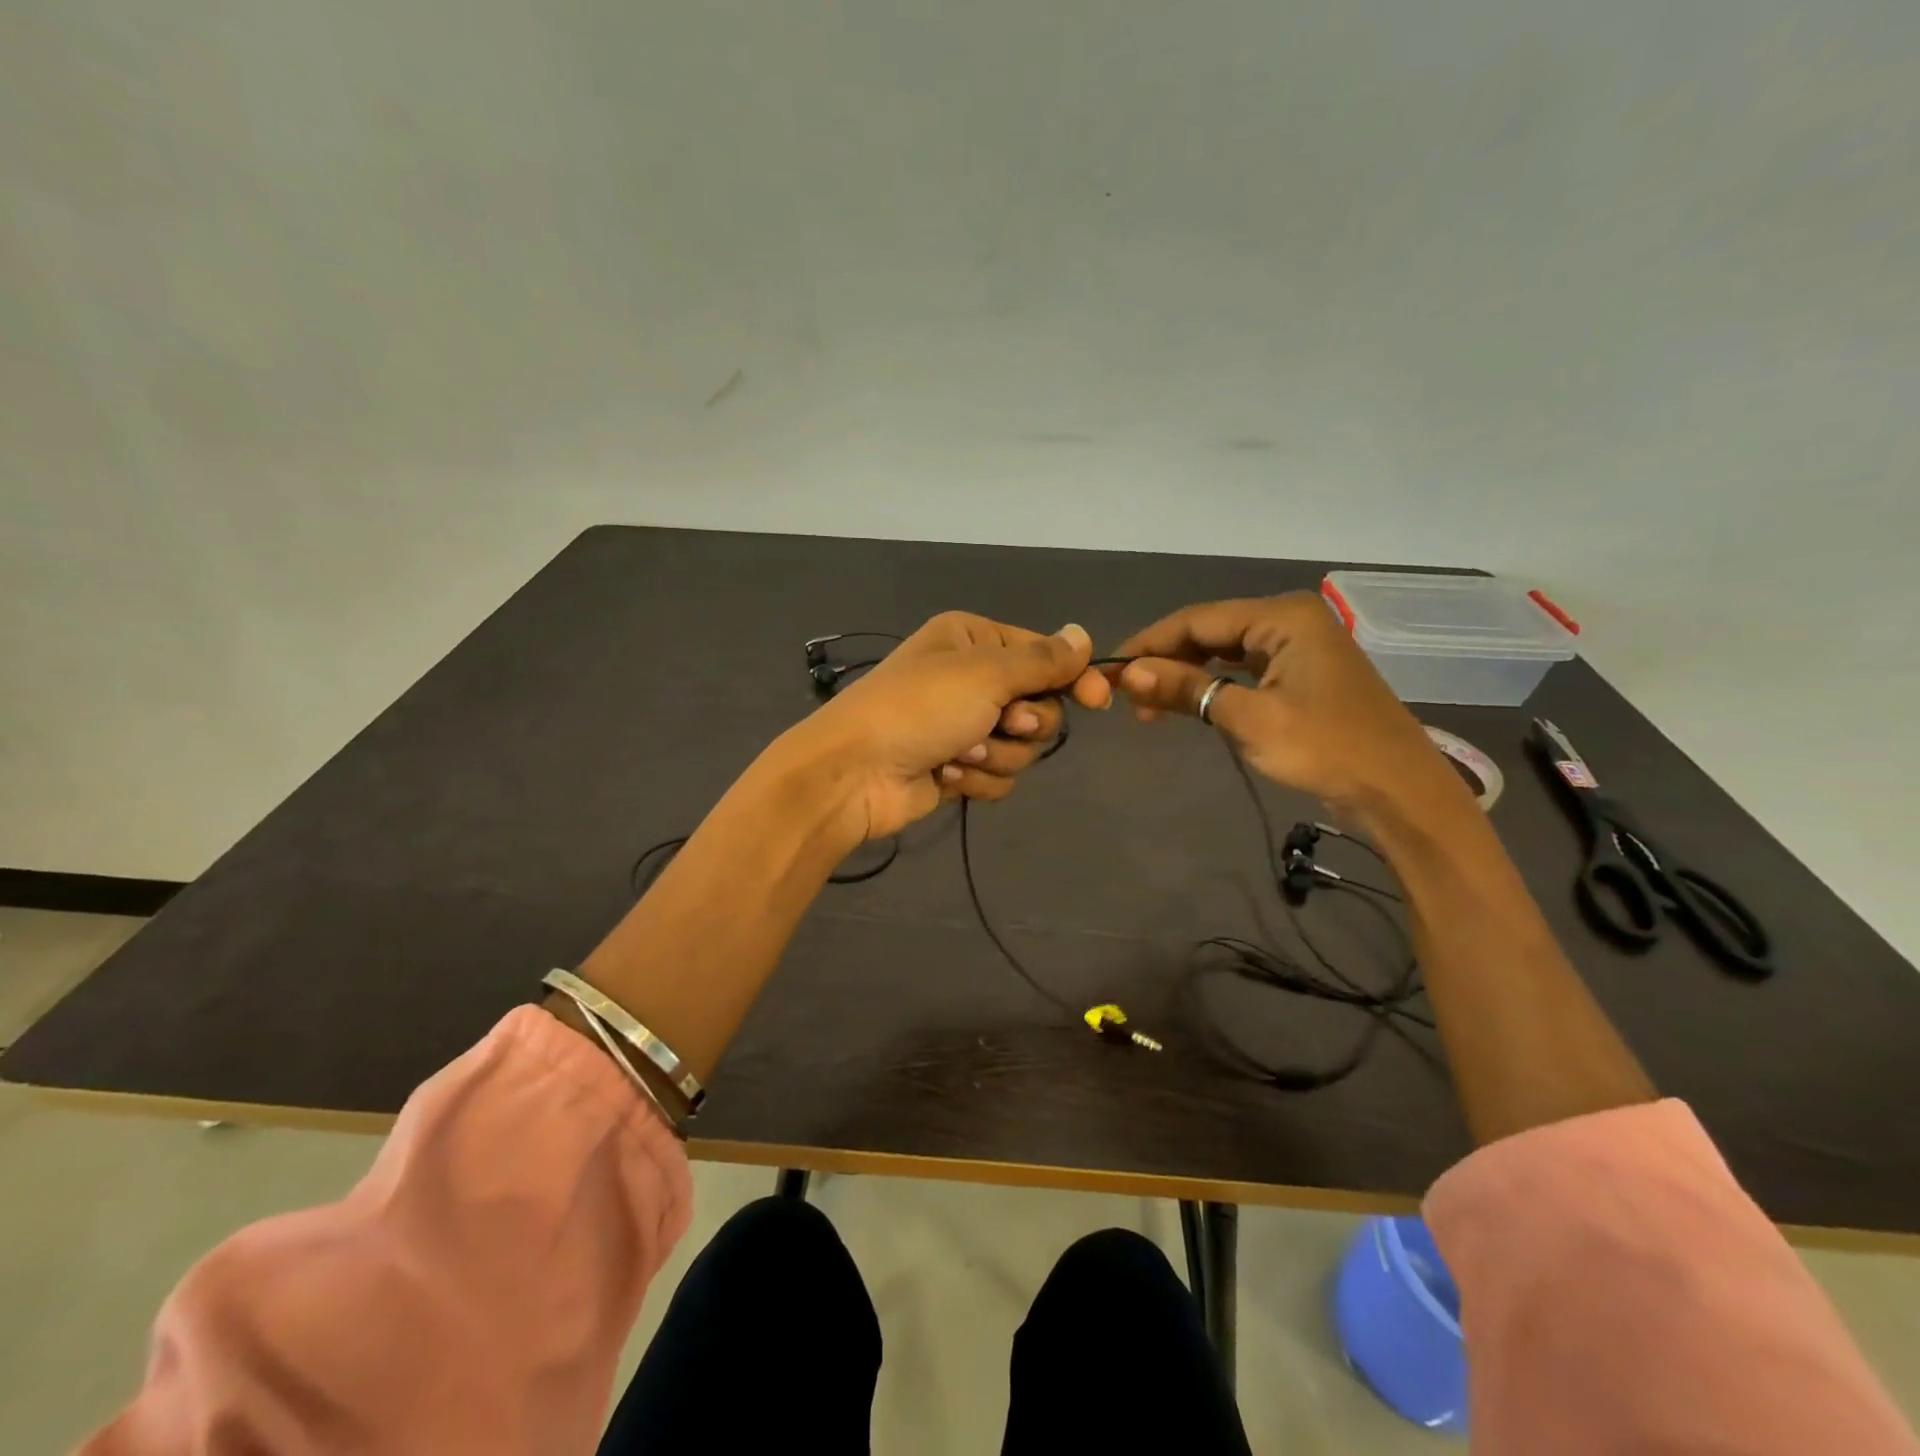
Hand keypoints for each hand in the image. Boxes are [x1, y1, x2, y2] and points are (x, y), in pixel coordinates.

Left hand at [787, 613, 1109, 841]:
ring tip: (960, 752)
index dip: (1072, 677)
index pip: (1042, 654)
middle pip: (1038, 705)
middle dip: (1024, 722)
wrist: (855, 773)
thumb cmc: (920, 708)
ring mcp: (962, 726)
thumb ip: (1042, 660)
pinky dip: (977, 778)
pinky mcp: (958, 768)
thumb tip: (1082, 636)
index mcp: (972, 640)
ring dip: (996, 753)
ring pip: (1021, 746)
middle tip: (1001, 723)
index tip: (1098, 700)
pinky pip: (997, 775)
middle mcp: (969, 679)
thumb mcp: (986, 673)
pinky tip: (946, 774)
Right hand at [1110, 593, 1465, 824]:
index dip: (1148, 644)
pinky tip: (1188, 705)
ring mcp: (1298, 649)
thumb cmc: (1325, 748)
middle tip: (1124, 695)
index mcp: (1282, 617)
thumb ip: (1186, 689)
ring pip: (1224, 654)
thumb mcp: (1248, 718)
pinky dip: (1212, 688)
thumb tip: (1128, 674)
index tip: (1108, 670)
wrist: (1399, 793)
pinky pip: (1243, 671)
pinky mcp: (1301, 677)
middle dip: (1165, 662)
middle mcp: (1290, 621)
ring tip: (1147, 707)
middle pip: (1209, 633)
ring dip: (1185, 677)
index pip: (1197, 620)